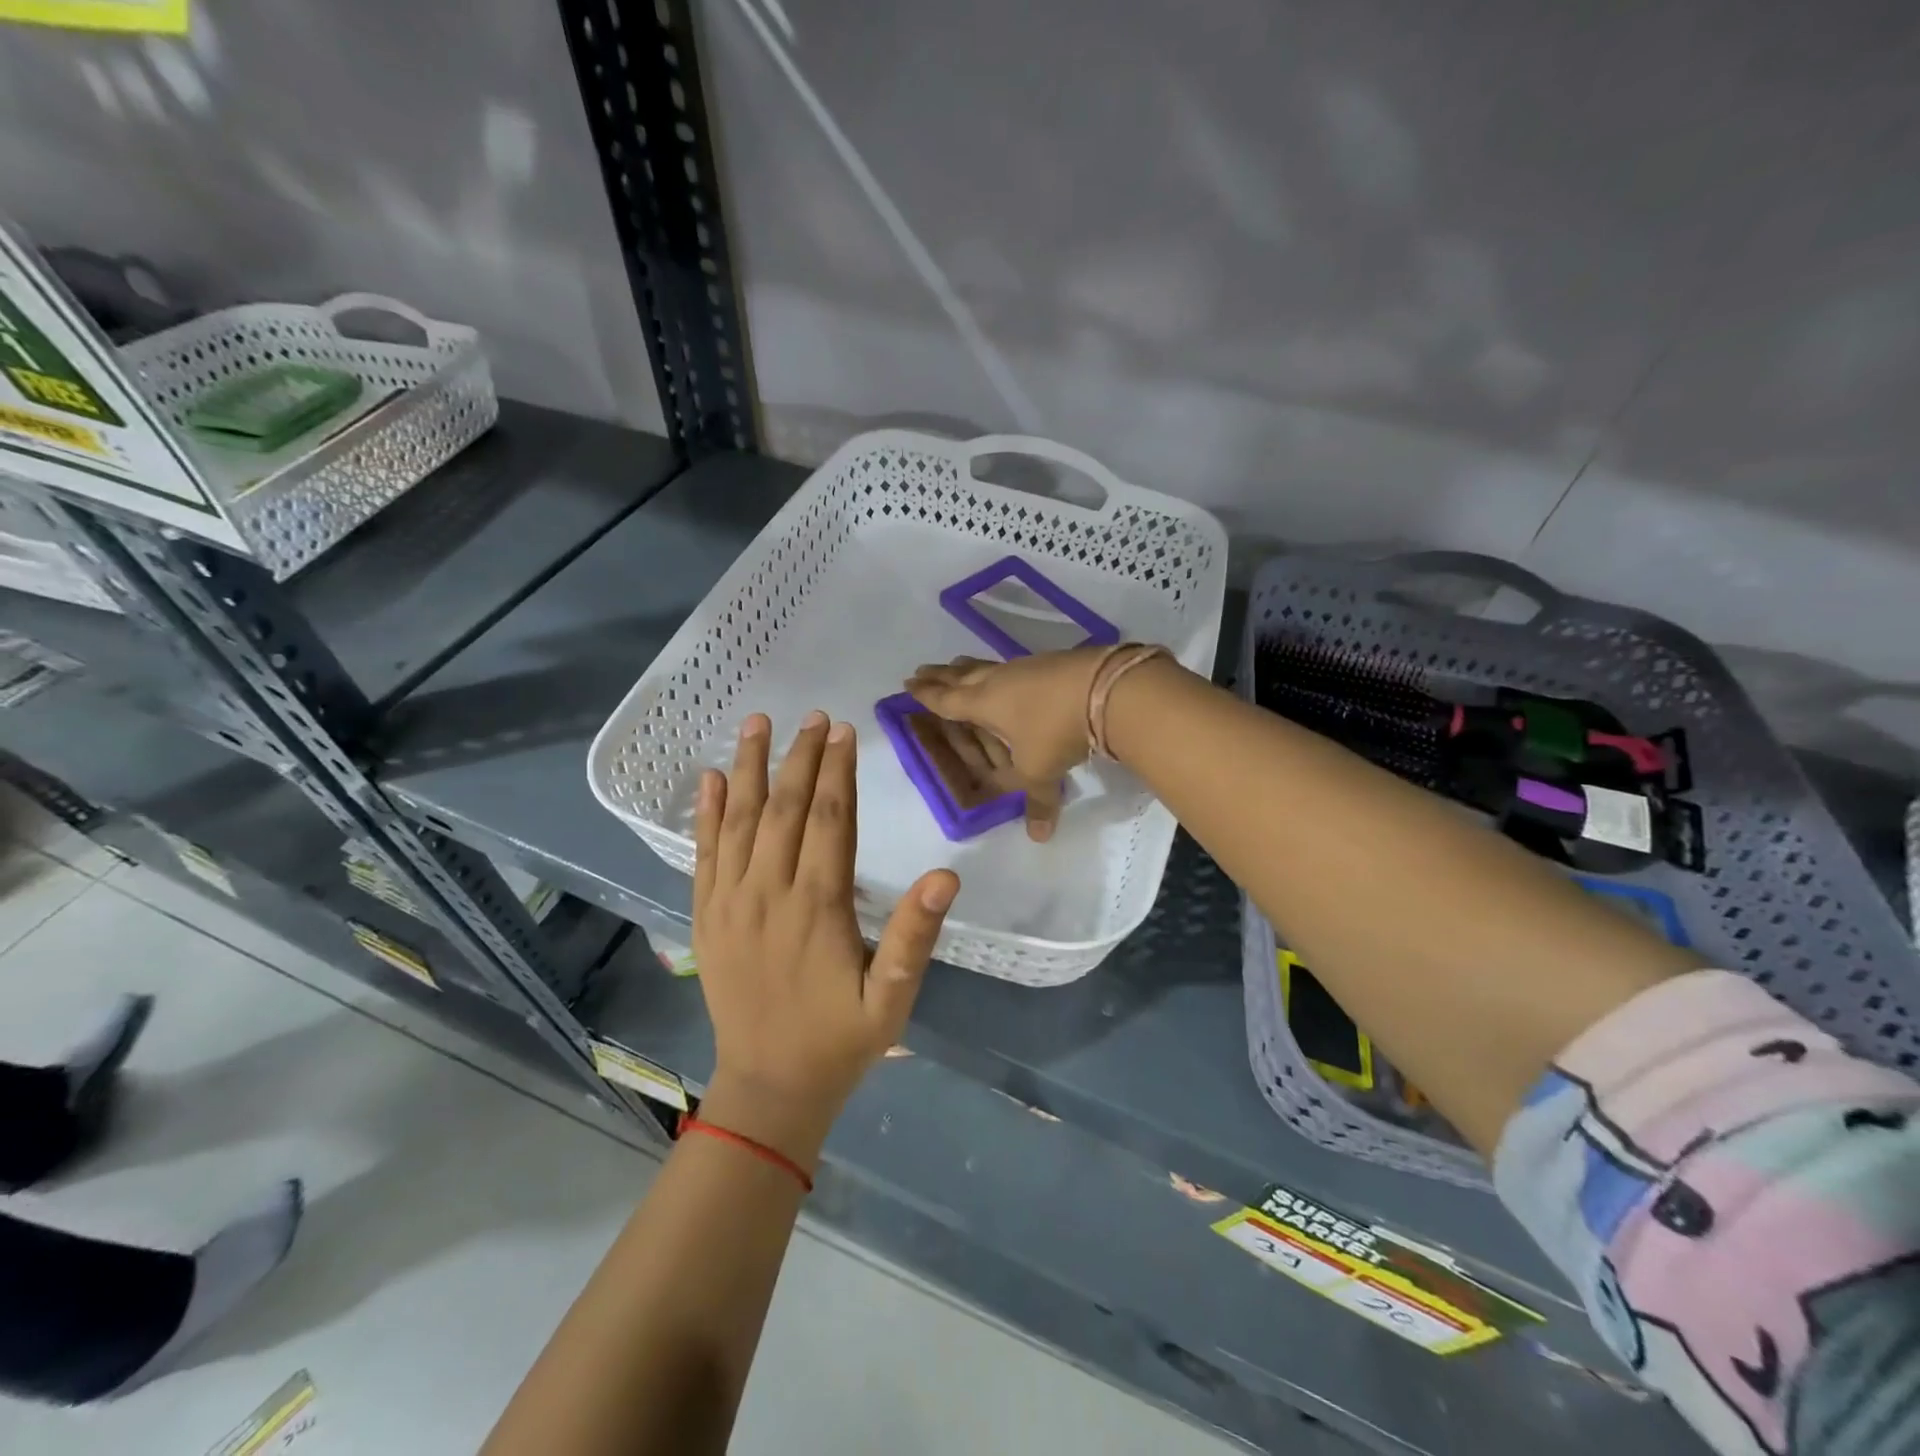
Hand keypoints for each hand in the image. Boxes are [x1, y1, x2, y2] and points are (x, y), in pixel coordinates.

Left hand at [692, 711, 958, 1167]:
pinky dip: (706, 813)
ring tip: (756, 723)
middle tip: (813, 716)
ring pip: (739, 820)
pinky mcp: (707, 916)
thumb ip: (915, 935)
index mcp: (817, 906)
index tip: (843, 731)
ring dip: (748, 768)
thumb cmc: (840, 1038)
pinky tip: (709, 779)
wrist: (770, 1086)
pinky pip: (703, 854)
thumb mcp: (892, 997)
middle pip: (785, 809)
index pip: (829, 820)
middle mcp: (769, 892)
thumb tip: (945, 875)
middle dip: (801, 758)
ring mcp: (730, 902)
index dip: (837, 771)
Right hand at [905, 650, 1106, 839]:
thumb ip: (1038, 801)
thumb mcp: (1042, 770)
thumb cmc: (1057, 730)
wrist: (1105, 688)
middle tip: (922, 670)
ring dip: (969, 668)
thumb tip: (1039, 836)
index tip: (908, 684)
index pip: (947, 699)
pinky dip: (1002, 671)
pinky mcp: (1050, 661)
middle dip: (940, 674)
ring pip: (987, 665)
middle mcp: (998, 680)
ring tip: (959, 665)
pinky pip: (1014, 665)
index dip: (926, 694)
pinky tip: (1011, 674)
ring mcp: (1025, 666)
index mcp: (984, 703)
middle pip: (961, 675)